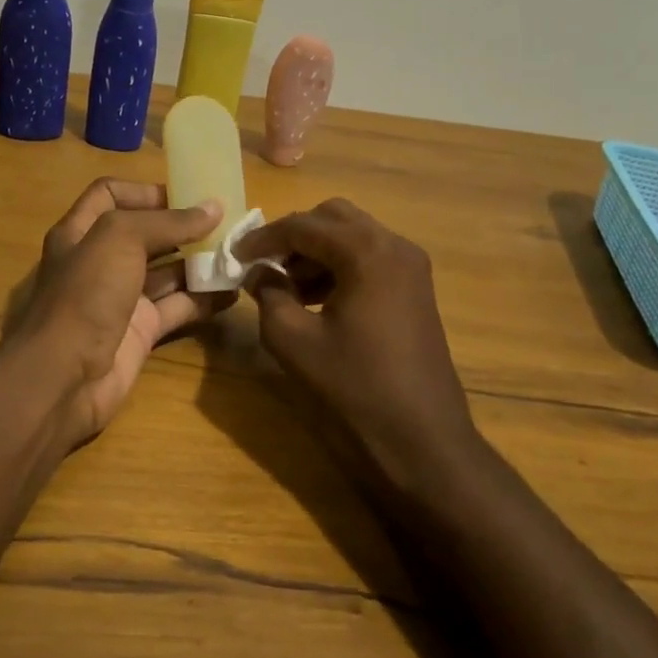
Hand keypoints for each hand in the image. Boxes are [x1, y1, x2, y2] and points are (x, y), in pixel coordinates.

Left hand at [3, 180, 225, 443]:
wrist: (65, 376)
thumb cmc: (86, 293)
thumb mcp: (120, 239)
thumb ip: (168, 221)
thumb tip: (214, 208)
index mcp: (81, 231)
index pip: (110, 195)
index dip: (144, 191)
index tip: (186, 196)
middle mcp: (100, 261)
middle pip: (145, 234)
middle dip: (183, 227)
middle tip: (225, 222)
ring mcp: (121, 298)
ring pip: (166, 272)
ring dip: (200, 262)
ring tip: (237, 253)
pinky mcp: (141, 331)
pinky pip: (178, 307)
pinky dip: (204, 298)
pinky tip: (232, 291)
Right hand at [237, 199, 478, 494]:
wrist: (422, 439)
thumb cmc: (354, 387)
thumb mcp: (293, 340)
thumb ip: (268, 294)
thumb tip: (258, 273)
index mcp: (367, 252)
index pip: (304, 225)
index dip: (263, 238)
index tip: (235, 256)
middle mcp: (395, 246)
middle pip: (333, 217)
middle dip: (293, 235)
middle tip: (263, 264)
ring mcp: (411, 266)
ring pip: (353, 235)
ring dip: (316, 251)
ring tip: (285, 286)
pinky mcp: (415, 288)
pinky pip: (369, 258)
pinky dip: (338, 265)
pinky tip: (316, 299)